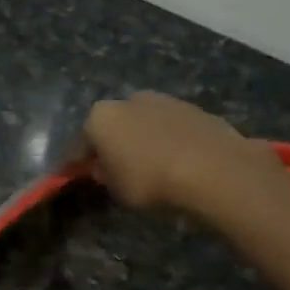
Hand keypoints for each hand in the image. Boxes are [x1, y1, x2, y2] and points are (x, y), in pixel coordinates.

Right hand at [81, 92, 289, 223]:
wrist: (212, 168)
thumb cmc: (150, 180)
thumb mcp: (116, 189)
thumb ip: (105, 175)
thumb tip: (104, 168)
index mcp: (100, 117)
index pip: (80, 143)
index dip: (77, 162)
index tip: (77, 175)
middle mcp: (128, 100)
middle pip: (113, 125)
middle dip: (112, 143)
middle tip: (116, 168)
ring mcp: (163, 100)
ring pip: (143, 123)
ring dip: (142, 139)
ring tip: (150, 165)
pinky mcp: (193, 108)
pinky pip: (170, 128)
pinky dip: (168, 140)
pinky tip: (175, 160)